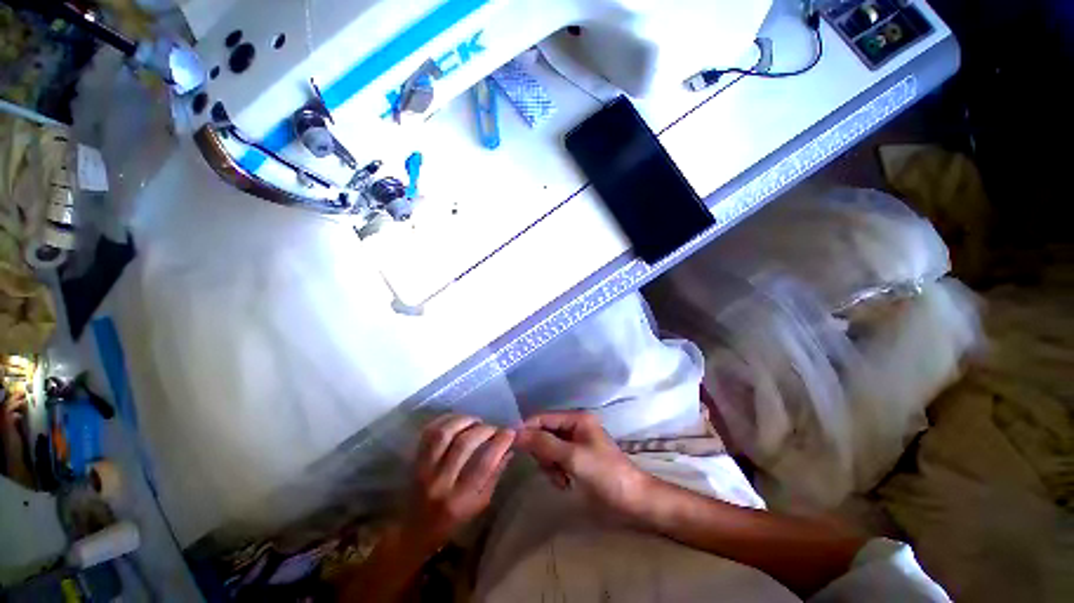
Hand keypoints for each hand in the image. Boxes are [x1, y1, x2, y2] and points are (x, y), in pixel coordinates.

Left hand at [407, 414, 514, 548]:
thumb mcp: (480, 505)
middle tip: (494, 428)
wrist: (415, 529)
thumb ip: (494, 475)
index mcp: (459, 500)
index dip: (500, 443)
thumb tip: (509, 448)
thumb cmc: (453, 520)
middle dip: (484, 430)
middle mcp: (440, 483)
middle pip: (464, 444)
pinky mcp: (415, 459)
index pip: (484, 464)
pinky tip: (459, 420)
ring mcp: (424, 469)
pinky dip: (446, 419)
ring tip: (477, 421)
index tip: (510, 432)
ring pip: (444, 433)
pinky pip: (429, 432)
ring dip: (464, 421)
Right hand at [515, 411, 650, 518]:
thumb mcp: (573, 457)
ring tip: (562, 479)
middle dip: (543, 453)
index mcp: (576, 418)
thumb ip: (544, 443)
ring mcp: (575, 444)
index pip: (542, 418)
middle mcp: (574, 427)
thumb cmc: (606, 475)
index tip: (511, 446)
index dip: (526, 430)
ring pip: (547, 449)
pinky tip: (566, 483)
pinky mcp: (575, 460)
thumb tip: (515, 433)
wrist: (633, 502)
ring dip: (549, 466)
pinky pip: (554, 461)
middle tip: (552, 468)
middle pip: (542, 433)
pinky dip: (556, 473)